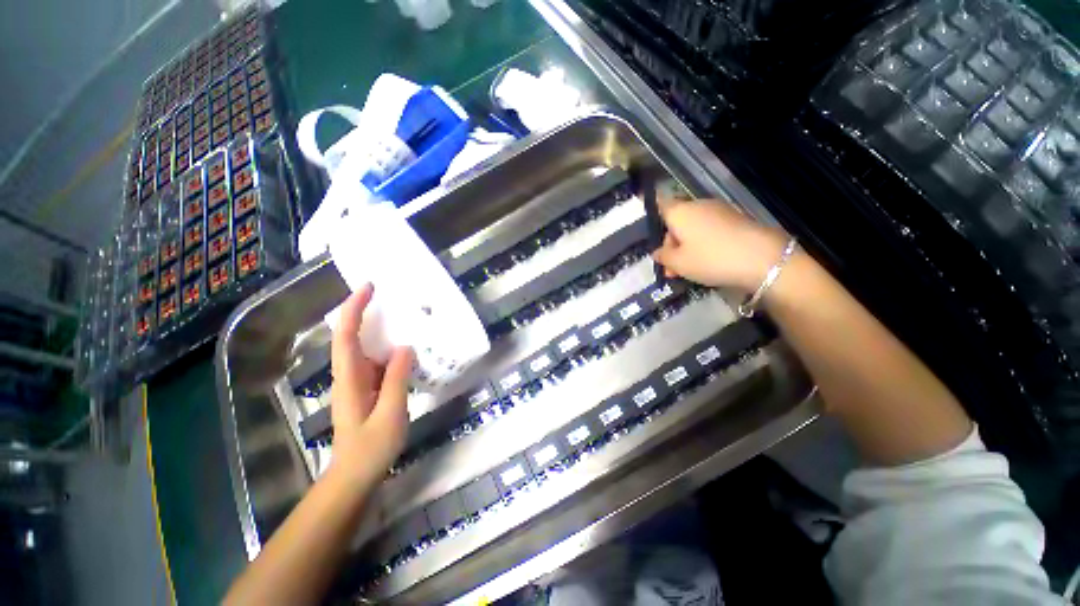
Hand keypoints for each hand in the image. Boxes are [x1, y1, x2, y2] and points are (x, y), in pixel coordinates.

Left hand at [328, 284, 414, 487]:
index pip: (346, 336)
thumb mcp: (390, 413)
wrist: (355, 476)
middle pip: (350, 336)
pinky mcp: (368, 389)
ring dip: (377, 328)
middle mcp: (349, 375)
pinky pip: (377, 361)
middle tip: (387, 295)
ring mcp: (358, 382)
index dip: (354, 309)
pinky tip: (406, 348)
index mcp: (349, 379)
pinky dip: (388, 348)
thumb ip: (397, 379)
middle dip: (363, 312)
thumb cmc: (371, 448)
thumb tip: (405, 347)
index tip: (369, 288)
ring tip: (401, 315)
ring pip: (364, 348)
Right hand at [652, 197, 787, 290]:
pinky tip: (706, 263)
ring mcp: (720, 211)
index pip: (660, 204)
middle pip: (676, 221)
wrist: (764, 259)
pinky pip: (710, 230)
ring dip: (686, 247)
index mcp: (680, 212)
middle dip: (670, 244)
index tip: (649, 230)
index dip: (652, 214)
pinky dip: (703, 244)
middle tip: (670, 269)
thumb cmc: (710, 258)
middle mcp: (698, 206)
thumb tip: (658, 252)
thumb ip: (663, 256)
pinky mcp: (736, 220)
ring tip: (687, 271)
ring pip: (693, 228)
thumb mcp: (678, 263)